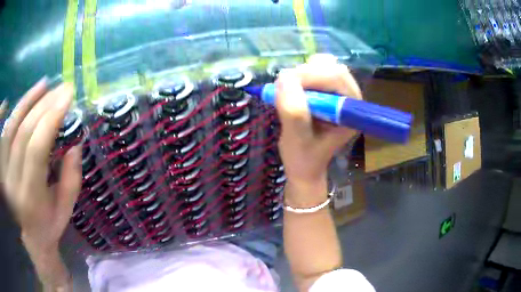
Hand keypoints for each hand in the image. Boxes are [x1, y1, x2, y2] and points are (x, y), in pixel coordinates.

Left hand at [0, 80, 81, 255]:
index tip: (67, 97)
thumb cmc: (49, 224)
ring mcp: (5, 171)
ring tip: (46, 84)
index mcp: (31, 199)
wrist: (30, 236)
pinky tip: (29, 96)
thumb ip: (72, 179)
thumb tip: (76, 144)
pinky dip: (17, 108)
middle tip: (62, 89)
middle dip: (44, 106)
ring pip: (13, 126)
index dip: (50, 119)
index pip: (36, 151)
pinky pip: (7, 129)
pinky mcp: (2, 163)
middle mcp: (13, 183)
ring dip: (29, 101)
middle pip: (24, 134)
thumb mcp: (66, 209)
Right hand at [275, 54, 361, 205]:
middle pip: (332, 67)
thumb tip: (284, 78)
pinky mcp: (328, 90)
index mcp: (350, 111)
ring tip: (287, 90)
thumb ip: (294, 111)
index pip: (337, 78)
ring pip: (324, 65)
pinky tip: (292, 88)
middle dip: (305, 73)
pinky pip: (316, 70)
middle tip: (283, 87)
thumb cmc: (303, 157)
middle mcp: (349, 98)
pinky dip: (301, 74)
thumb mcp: (297, 139)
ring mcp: (339, 92)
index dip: (311, 76)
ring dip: (302, 73)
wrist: (304, 165)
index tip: (284, 86)